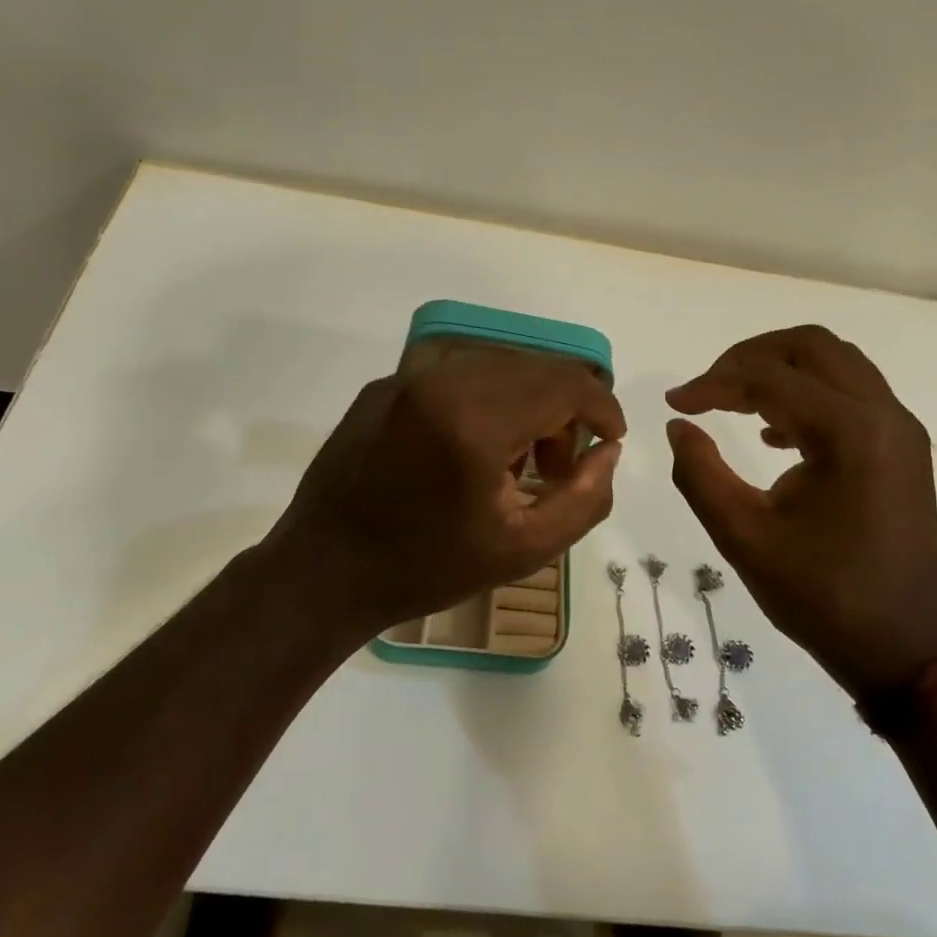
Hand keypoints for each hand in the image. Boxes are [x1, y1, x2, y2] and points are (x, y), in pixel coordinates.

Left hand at [256, 346, 624, 646]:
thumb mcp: (524, 550)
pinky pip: (457, 374)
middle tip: (559, 466)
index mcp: (476, 420)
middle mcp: (442, 379)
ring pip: (498, 365)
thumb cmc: (427, 568)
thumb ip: (585, 498)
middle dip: (566, 409)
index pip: (566, 383)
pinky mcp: (385, 384)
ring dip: (527, 402)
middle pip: (535, 368)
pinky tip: (471, 449)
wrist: (324, 571)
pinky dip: (485, 399)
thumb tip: (609, 451)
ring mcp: (407, 376)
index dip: (602, 407)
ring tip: (515, 462)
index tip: (611, 439)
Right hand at [665, 325, 936, 696]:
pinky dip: (807, 394)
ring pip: (835, 363)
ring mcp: (900, 430)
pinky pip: (851, 394)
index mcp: (852, 434)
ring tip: (734, 403)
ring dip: (781, 371)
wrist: (903, 647)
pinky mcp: (902, 447)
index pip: (769, 378)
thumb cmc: (822, 596)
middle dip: (750, 357)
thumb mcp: (743, 537)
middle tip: (708, 388)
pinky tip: (773, 435)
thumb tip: (678, 426)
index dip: (712, 383)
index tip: (675, 404)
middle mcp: (885, 416)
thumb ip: (699, 473)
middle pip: (812, 345)